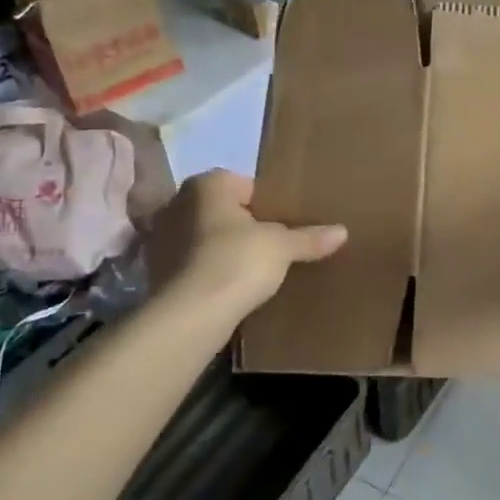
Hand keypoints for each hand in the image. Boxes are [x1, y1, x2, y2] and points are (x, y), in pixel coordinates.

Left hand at [145, 170, 346, 313]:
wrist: (191, 315)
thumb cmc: (237, 262)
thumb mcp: (282, 247)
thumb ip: (309, 237)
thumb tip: (342, 231)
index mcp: (208, 185)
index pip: (246, 186)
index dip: (269, 205)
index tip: (286, 225)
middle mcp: (178, 203)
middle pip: (224, 210)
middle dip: (245, 226)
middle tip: (274, 246)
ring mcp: (161, 238)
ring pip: (206, 237)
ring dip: (225, 249)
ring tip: (253, 270)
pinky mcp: (156, 271)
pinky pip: (193, 263)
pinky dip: (209, 271)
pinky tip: (230, 287)